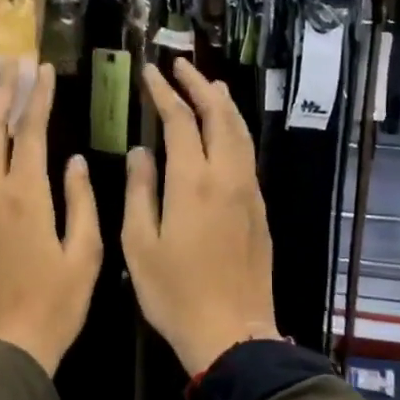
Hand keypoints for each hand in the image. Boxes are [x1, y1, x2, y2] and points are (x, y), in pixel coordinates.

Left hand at [0, 64, 102, 375]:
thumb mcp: (86, 254)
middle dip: (4, 92)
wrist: (4, 347)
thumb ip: (81, 201)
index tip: (43, 69)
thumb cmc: (55, 304)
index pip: (30, 130)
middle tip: (12, 63)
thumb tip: (76, 160)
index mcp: (27, 195)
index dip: (37, 96)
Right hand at [122, 60, 279, 374]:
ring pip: (241, 133)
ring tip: (208, 85)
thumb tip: (141, 151)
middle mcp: (227, 177)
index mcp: (193, 182)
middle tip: (180, 66)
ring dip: (223, 104)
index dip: (164, 93)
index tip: (149, 74)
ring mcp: (248, 193)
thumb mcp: (140, 244)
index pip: (181, 120)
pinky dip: (235, 130)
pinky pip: (247, 155)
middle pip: (219, 116)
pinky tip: (225, 133)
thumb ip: (140, 191)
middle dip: (199, 86)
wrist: (232, 333)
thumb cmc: (175, 293)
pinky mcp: (259, 210)